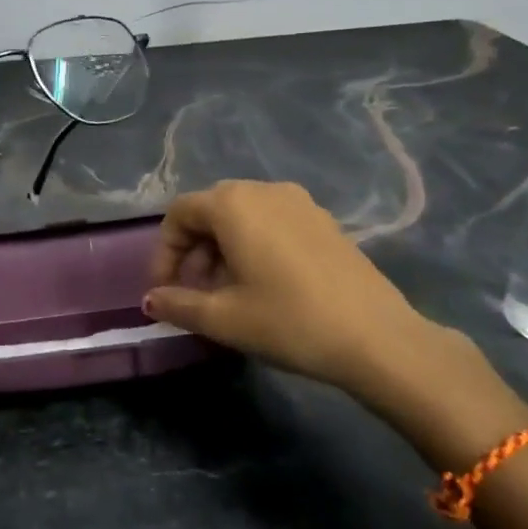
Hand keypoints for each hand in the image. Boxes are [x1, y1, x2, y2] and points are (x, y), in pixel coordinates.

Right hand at [143, 181, 526, 455]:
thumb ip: (178, 304)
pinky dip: (254, 246)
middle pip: (211, 211)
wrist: (377, 338)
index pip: (180, 213)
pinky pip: (273, 223)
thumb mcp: (223, 318)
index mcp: (233, 204)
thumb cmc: (288, 321)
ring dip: (223, 249)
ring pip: (243, 217)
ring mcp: (299, 202)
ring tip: (227, 293)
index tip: (166, 290)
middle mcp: (264, 191)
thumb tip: (150, 301)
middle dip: (193, 251)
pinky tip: (264, 285)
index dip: (165, 252)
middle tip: (194, 293)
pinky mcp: (324, 221)